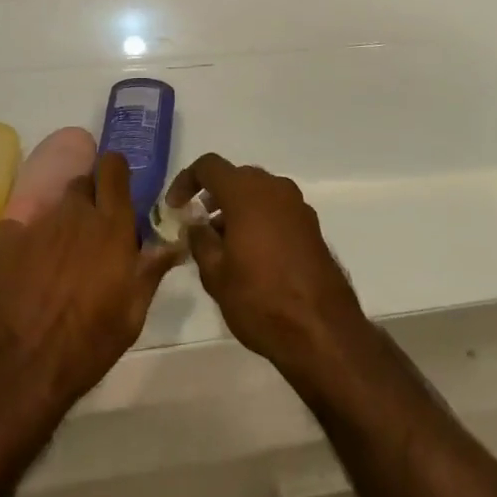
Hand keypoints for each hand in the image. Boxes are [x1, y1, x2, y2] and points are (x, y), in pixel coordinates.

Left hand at [0, 152, 180, 406]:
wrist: (19, 369)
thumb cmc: (88, 344)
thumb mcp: (132, 314)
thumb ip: (151, 270)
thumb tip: (174, 243)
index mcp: (111, 225)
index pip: (114, 167)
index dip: (115, 172)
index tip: (117, 188)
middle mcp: (75, 213)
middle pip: (83, 183)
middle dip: (89, 198)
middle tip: (90, 231)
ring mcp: (38, 223)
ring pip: (53, 206)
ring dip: (60, 222)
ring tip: (58, 257)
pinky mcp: (5, 239)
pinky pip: (20, 227)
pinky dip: (26, 240)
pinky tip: (25, 269)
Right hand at [165, 155, 370, 378]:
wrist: (322, 330)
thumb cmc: (260, 299)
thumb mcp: (216, 275)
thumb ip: (200, 240)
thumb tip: (195, 222)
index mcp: (246, 192)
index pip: (209, 166)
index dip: (186, 181)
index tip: (175, 207)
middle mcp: (274, 188)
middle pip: (235, 177)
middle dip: (213, 196)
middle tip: (198, 225)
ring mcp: (297, 205)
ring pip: (258, 193)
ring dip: (236, 208)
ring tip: (222, 245)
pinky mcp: (311, 225)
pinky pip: (276, 209)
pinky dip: (259, 219)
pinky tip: (252, 254)